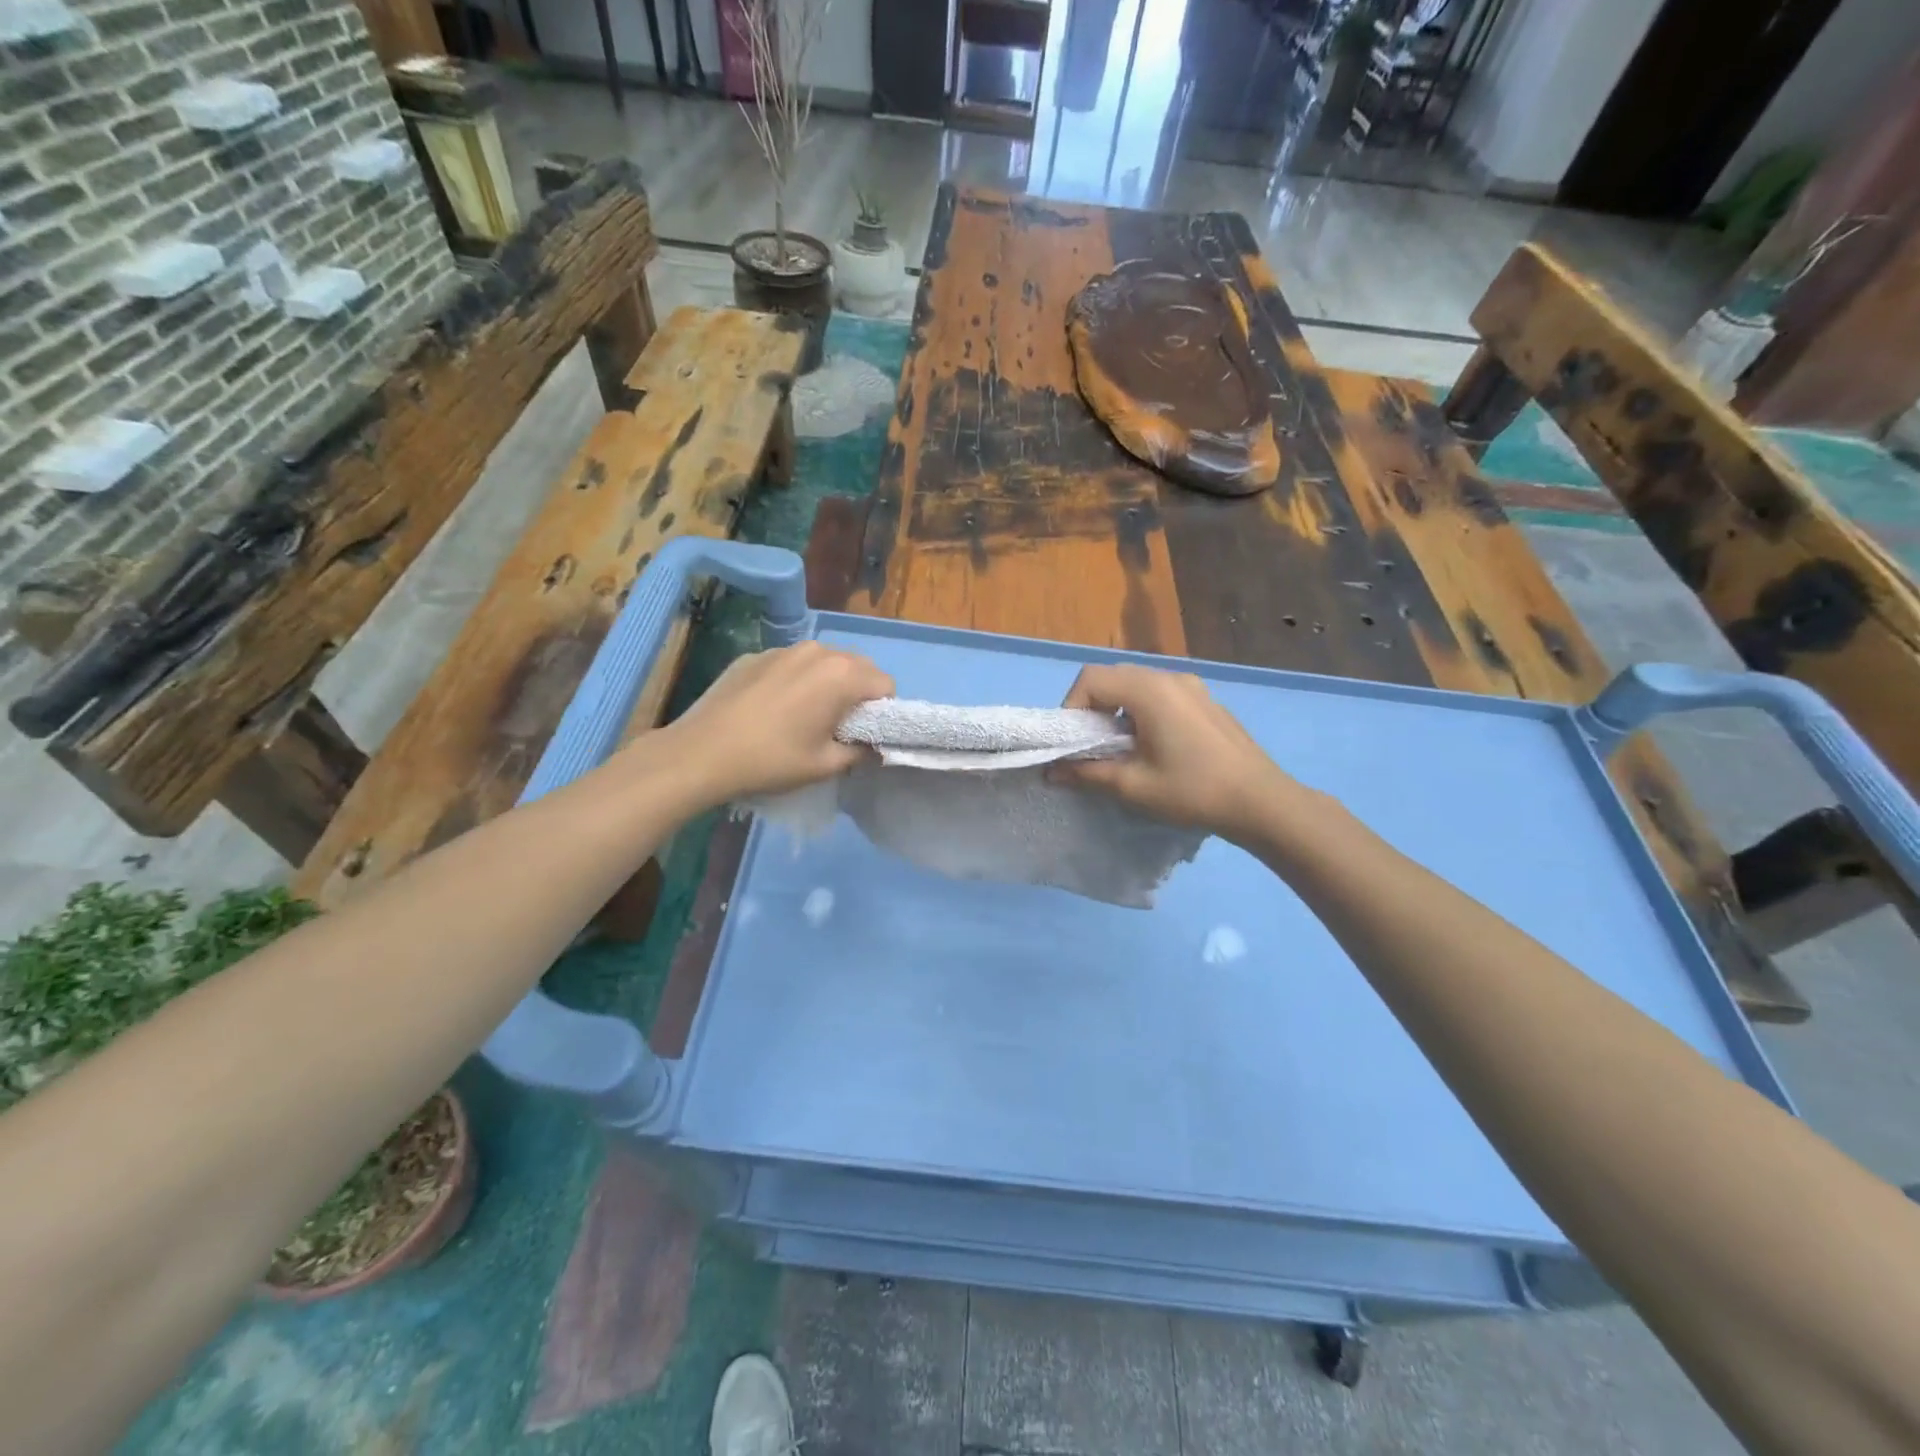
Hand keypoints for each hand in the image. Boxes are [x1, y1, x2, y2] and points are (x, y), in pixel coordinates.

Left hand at [651, 642, 893, 805]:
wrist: (701, 753)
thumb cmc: (772, 760)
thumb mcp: (825, 765)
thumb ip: (860, 752)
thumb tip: (873, 747)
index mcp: (842, 675)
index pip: (885, 684)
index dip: (883, 711)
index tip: (865, 734)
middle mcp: (818, 651)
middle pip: (858, 666)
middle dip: (858, 693)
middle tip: (839, 726)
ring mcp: (783, 649)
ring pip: (824, 661)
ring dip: (828, 683)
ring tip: (806, 715)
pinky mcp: (755, 655)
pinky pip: (792, 664)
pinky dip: (796, 680)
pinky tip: (774, 708)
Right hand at [1052, 664, 1318, 845]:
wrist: (1260, 801)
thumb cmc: (1192, 791)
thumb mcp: (1133, 786)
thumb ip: (1087, 773)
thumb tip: (1052, 772)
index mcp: (1149, 690)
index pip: (1091, 678)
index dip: (1071, 706)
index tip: (1072, 741)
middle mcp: (1169, 677)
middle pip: (1113, 676)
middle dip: (1092, 707)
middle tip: (1090, 744)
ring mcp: (1192, 685)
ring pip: (1137, 684)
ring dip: (1117, 709)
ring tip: (1120, 747)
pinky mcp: (1205, 700)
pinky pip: (1161, 693)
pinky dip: (1142, 710)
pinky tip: (1153, 745)